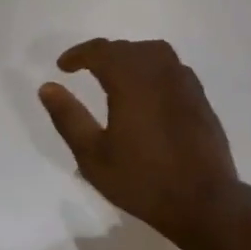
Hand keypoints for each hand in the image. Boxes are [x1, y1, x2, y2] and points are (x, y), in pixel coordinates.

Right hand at [37, 39, 240, 241]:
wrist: (203, 200)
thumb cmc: (142, 180)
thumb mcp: (93, 155)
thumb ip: (68, 117)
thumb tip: (47, 87)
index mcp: (132, 79)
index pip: (101, 50)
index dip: (79, 54)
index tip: (63, 66)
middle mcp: (160, 70)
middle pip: (128, 48)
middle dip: (104, 55)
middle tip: (85, 70)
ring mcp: (184, 82)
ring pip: (154, 53)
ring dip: (131, 57)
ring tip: (115, 76)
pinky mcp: (200, 97)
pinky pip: (172, 68)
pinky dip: (153, 69)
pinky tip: (147, 92)